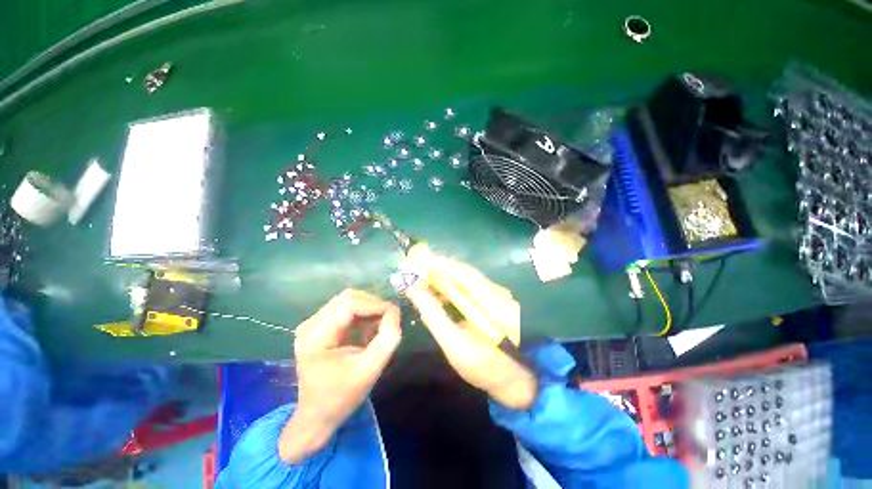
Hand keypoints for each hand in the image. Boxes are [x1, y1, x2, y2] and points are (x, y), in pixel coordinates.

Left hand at [278, 289, 401, 462]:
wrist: (317, 416)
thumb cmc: (341, 397)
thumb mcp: (370, 370)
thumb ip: (387, 338)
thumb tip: (394, 312)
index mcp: (315, 335)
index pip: (350, 304)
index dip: (375, 305)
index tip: (394, 314)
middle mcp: (311, 324)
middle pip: (348, 298)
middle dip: (373, 305)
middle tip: (390, 319)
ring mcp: (314, 324)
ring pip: (349, 301)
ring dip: (369, 310)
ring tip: (381, 326)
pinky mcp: (321, 327)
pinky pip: (347, 310)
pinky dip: (364, 316)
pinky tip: (370, 331)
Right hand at [403, 252, 536, 410]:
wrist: (515, 377)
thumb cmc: (486, 368)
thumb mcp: (457, 348)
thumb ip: (435, 318)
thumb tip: (415, 292)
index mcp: (494, 305)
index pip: (465, 275)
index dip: (441, 264)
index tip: (417, 259)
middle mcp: (498, 292)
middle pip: (464, 272)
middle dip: (438, 266)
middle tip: (414, 265)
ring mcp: (497, 294)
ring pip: (466, 276)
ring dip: (443, 274)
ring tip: (420, 277)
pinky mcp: (493, 299)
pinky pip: (468, 285)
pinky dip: (450, 284)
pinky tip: (437, 291)